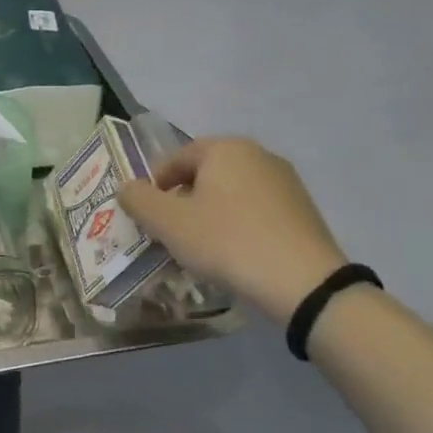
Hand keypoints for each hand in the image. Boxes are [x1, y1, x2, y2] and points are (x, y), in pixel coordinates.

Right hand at [118, 138, 349, 323]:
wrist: (305, 285)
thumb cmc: (227, 242)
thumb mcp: (168, 222)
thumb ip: (138, 199)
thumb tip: (127, 188)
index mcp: (225, 148)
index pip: (177, 158)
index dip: (155, 185)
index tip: (148, 215)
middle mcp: (258, 155)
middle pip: (205, 174)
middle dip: (183, 201)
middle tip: (170, 232)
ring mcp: (286, 183)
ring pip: (231, 194)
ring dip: (210, 215)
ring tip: (200, 248)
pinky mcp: (304, 212)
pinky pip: (256, 212)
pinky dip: (238, 227)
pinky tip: (234, 255)